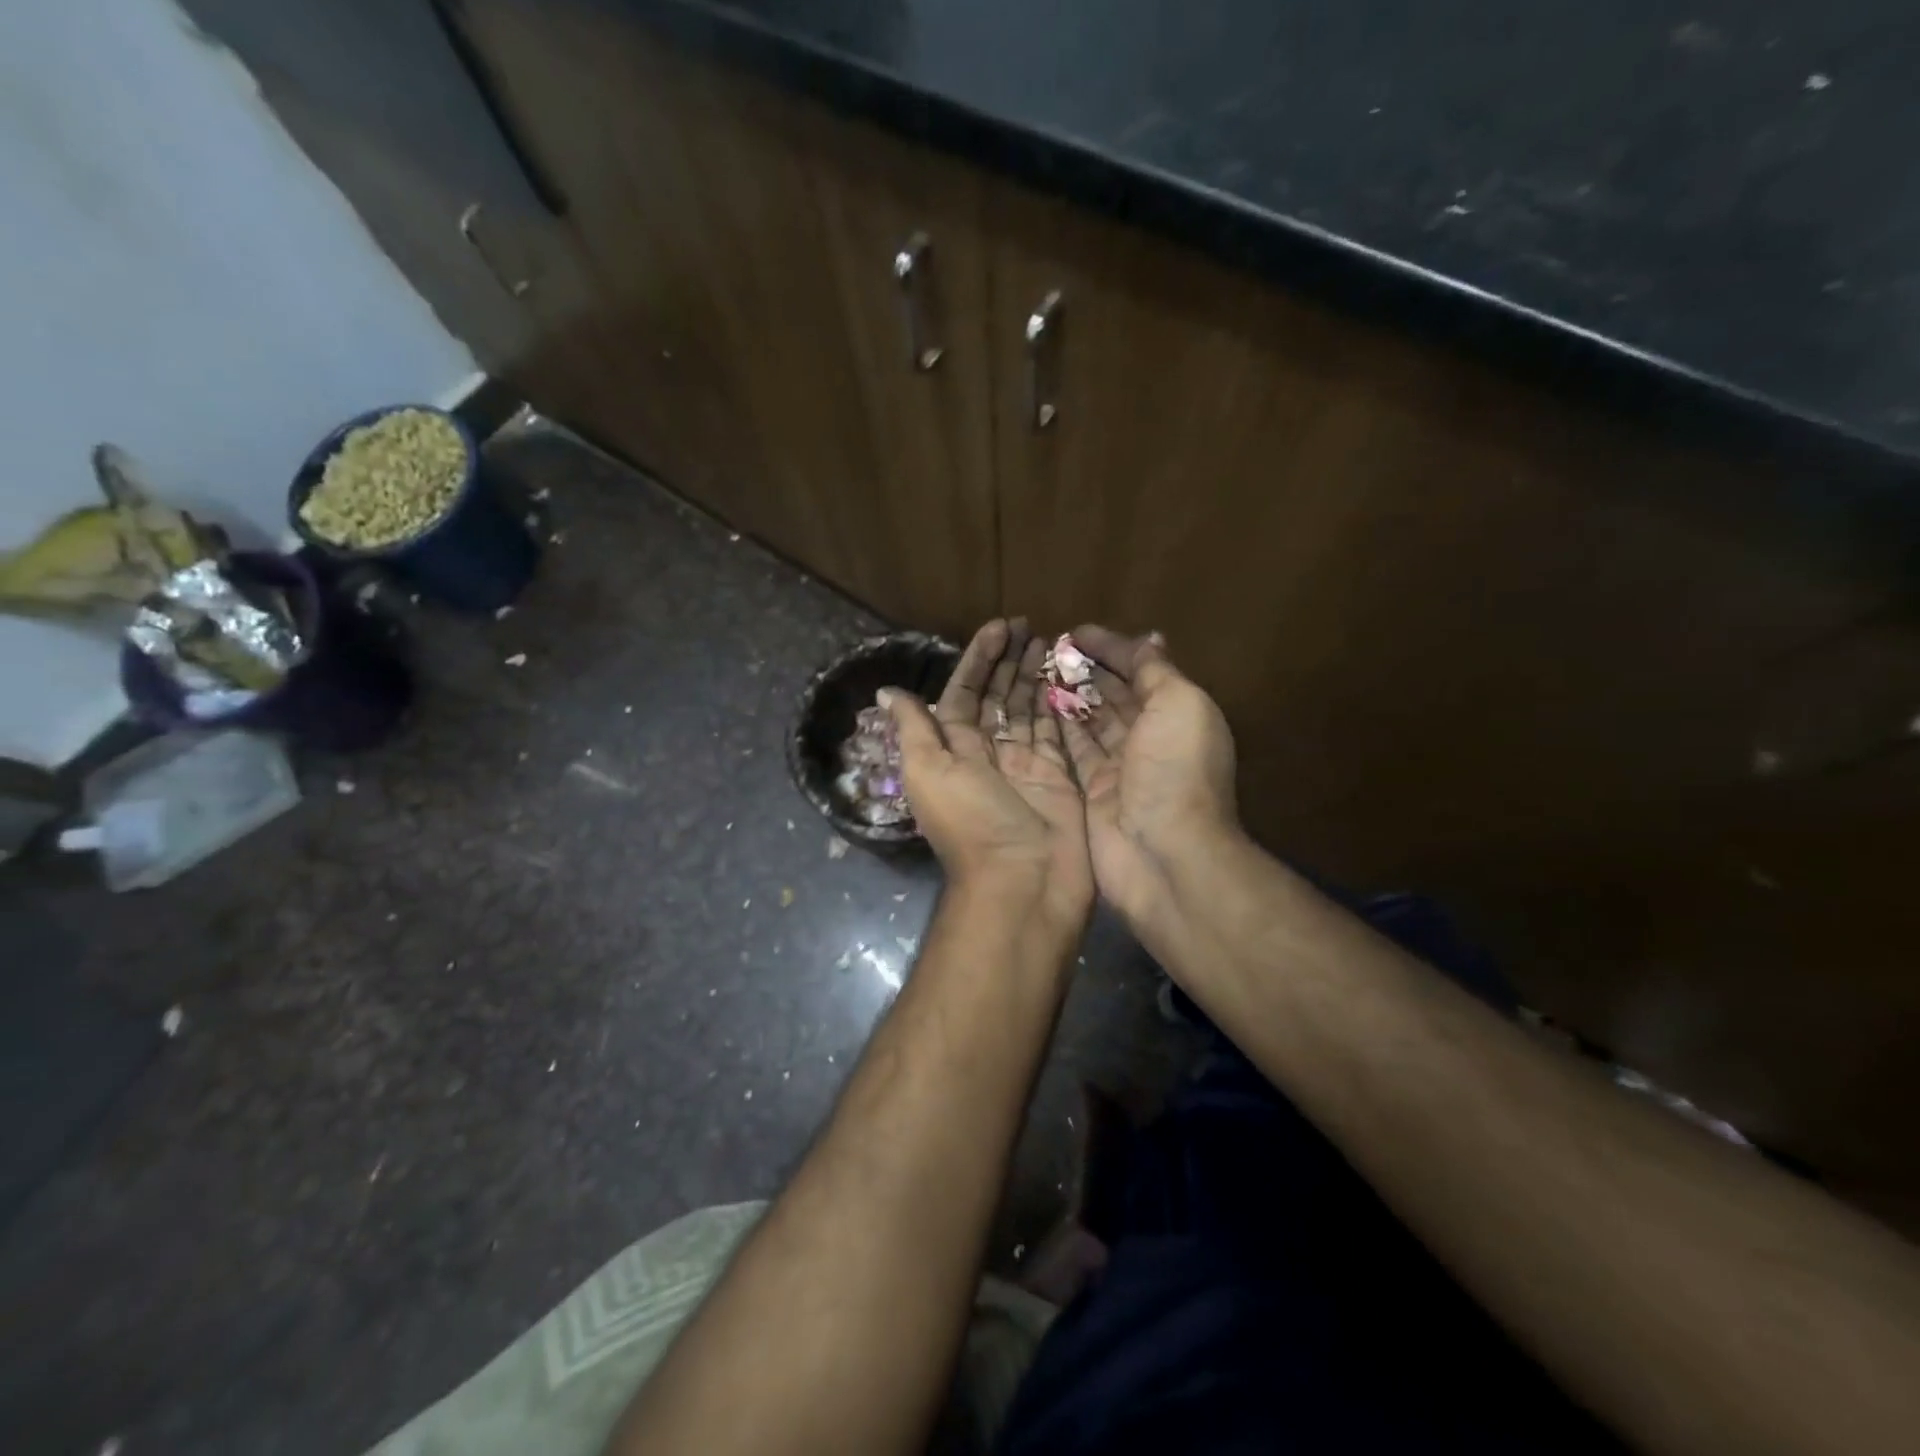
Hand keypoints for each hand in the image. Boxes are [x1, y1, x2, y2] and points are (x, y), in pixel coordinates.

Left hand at [885, 619, 1092, 929]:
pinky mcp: (1058, 775)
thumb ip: (914, 729)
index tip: (998, 628)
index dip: (978, 659)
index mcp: (953, 750)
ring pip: (1028, 710)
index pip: (965, 693)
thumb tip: (887, 691)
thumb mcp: (929, 772)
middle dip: (1010, 661)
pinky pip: (1058, 731)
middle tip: (1030, 626)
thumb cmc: (973, 823)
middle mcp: (988, 754)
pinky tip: (1069, 676)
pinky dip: (1061, 704)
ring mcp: (1025, 764)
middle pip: (998, 697)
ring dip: (1035, 676)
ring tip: (1051, 641)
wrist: (1024, 883)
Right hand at [1054, 626, 1238, 929]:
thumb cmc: (1175, 768)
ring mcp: (1120, 768)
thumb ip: (1157, 671)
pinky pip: (1073, 751)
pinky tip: (1037, 705)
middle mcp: (1150, 739)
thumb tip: (1150, 637)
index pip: (1141, 670)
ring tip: (1037, 670)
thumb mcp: (1178, 704)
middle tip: (1049, 649)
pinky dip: (1059, 728)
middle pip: (1114, 695)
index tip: (1076, 632)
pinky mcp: (1093, 791)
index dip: (1112, 648)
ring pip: (1090, 722)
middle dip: (1087, 670)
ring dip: (1069, 695)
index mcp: (1177, 714)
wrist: (1163, 852)